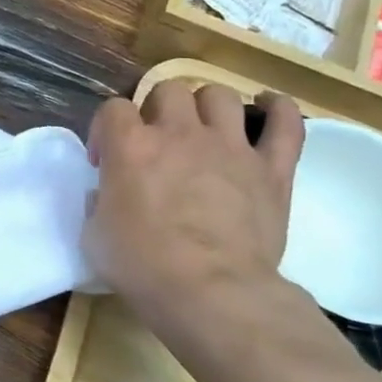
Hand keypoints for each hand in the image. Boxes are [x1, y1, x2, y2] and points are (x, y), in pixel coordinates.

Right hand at [84, 80, 303, 342]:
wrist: (210, 292)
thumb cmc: (142, 266)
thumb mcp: (95, 234)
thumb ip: (100, 202)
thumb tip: (110, 193)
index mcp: (129, 146)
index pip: (112, 108)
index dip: (105, 129)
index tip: (104, 159)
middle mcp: (179, 133)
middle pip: (168, 90)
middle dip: (156, 110)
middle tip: (155, 141)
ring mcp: (230, 146)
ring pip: (219, 95)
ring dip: (206, 106)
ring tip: (202, 128)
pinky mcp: (272, 168)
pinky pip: (286, 122)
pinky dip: (278, 109)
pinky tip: (268, 107)